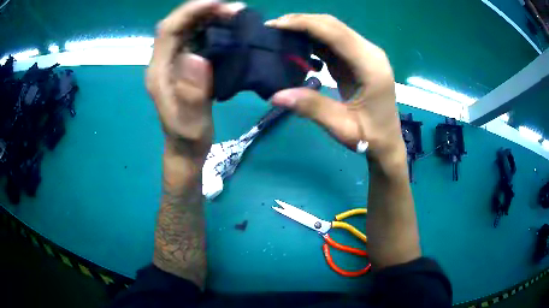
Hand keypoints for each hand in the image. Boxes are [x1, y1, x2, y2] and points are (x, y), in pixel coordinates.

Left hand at [146, 0, 243, 157]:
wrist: (185, 148)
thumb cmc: (187, 138)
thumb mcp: (191, 121)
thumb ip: (191, 93)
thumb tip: (196, 56)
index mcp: (158, 72)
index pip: (168, 31)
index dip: (189, 12)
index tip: (217, 3)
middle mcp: (163, 62)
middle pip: (177, 25)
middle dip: (202, 11)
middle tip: (233, 9)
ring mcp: (173, 62)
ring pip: (187, 29)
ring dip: (208, 17)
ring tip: (234, 14)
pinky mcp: (185, 65)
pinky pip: (195, 38)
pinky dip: (211, 28)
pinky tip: (227, 27)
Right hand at [266, 14, 405, 165]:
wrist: (387, 141)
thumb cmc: (370, 137)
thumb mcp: (342, 127)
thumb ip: (312, 107)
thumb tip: (275, 95)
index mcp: (371, 66)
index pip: (335, 33)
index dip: (304, 24)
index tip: (275, 25)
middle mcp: (370, 53)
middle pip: (333, 26)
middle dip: (301, 22)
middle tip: (272, 28)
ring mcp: (365, 54)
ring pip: (332, 30)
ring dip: (306, 29)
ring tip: (280, 35)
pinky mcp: (357, 59)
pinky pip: (333, 42)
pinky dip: (313, 41)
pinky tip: (297, 48)